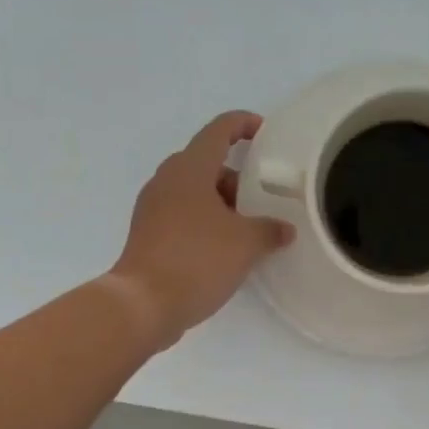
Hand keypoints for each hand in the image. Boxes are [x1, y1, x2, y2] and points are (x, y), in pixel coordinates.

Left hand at [110, 111, 294, 348]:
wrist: (143, 304)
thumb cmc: (197, 260)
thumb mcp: (245, 244)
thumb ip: (270, 230)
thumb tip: (285, 230)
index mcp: (189, 169)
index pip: (219, 130)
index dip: (244, 125)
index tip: (265, 133)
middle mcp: (167, 180)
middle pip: (206, 164)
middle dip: (236, 178)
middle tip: (262, 201)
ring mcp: (152, 208)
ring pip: (194, 193)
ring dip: (221, 204)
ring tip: (247, 230)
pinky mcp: (147, 235)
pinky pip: (182, 216)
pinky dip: (204, 223)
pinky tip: (223, 250)